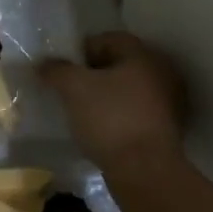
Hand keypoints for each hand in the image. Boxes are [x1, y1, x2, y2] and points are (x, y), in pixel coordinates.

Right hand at [40, 31, 185, 168]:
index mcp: (143, 55)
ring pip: (129, 89)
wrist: (145, 171)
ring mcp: (169, 102)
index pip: (108, 39)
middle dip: (94, 74)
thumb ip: (56, 70)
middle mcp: (161, 72)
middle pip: (120, 63)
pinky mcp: (167, 129)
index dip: (82, 50)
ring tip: (84, 111)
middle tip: (71, 89)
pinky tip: (102, 129)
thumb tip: (43, 63)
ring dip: (107, 96)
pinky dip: (119, 115)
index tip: (64, 70)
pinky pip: (136, 112)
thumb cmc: (110, 118)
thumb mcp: (74, 88)